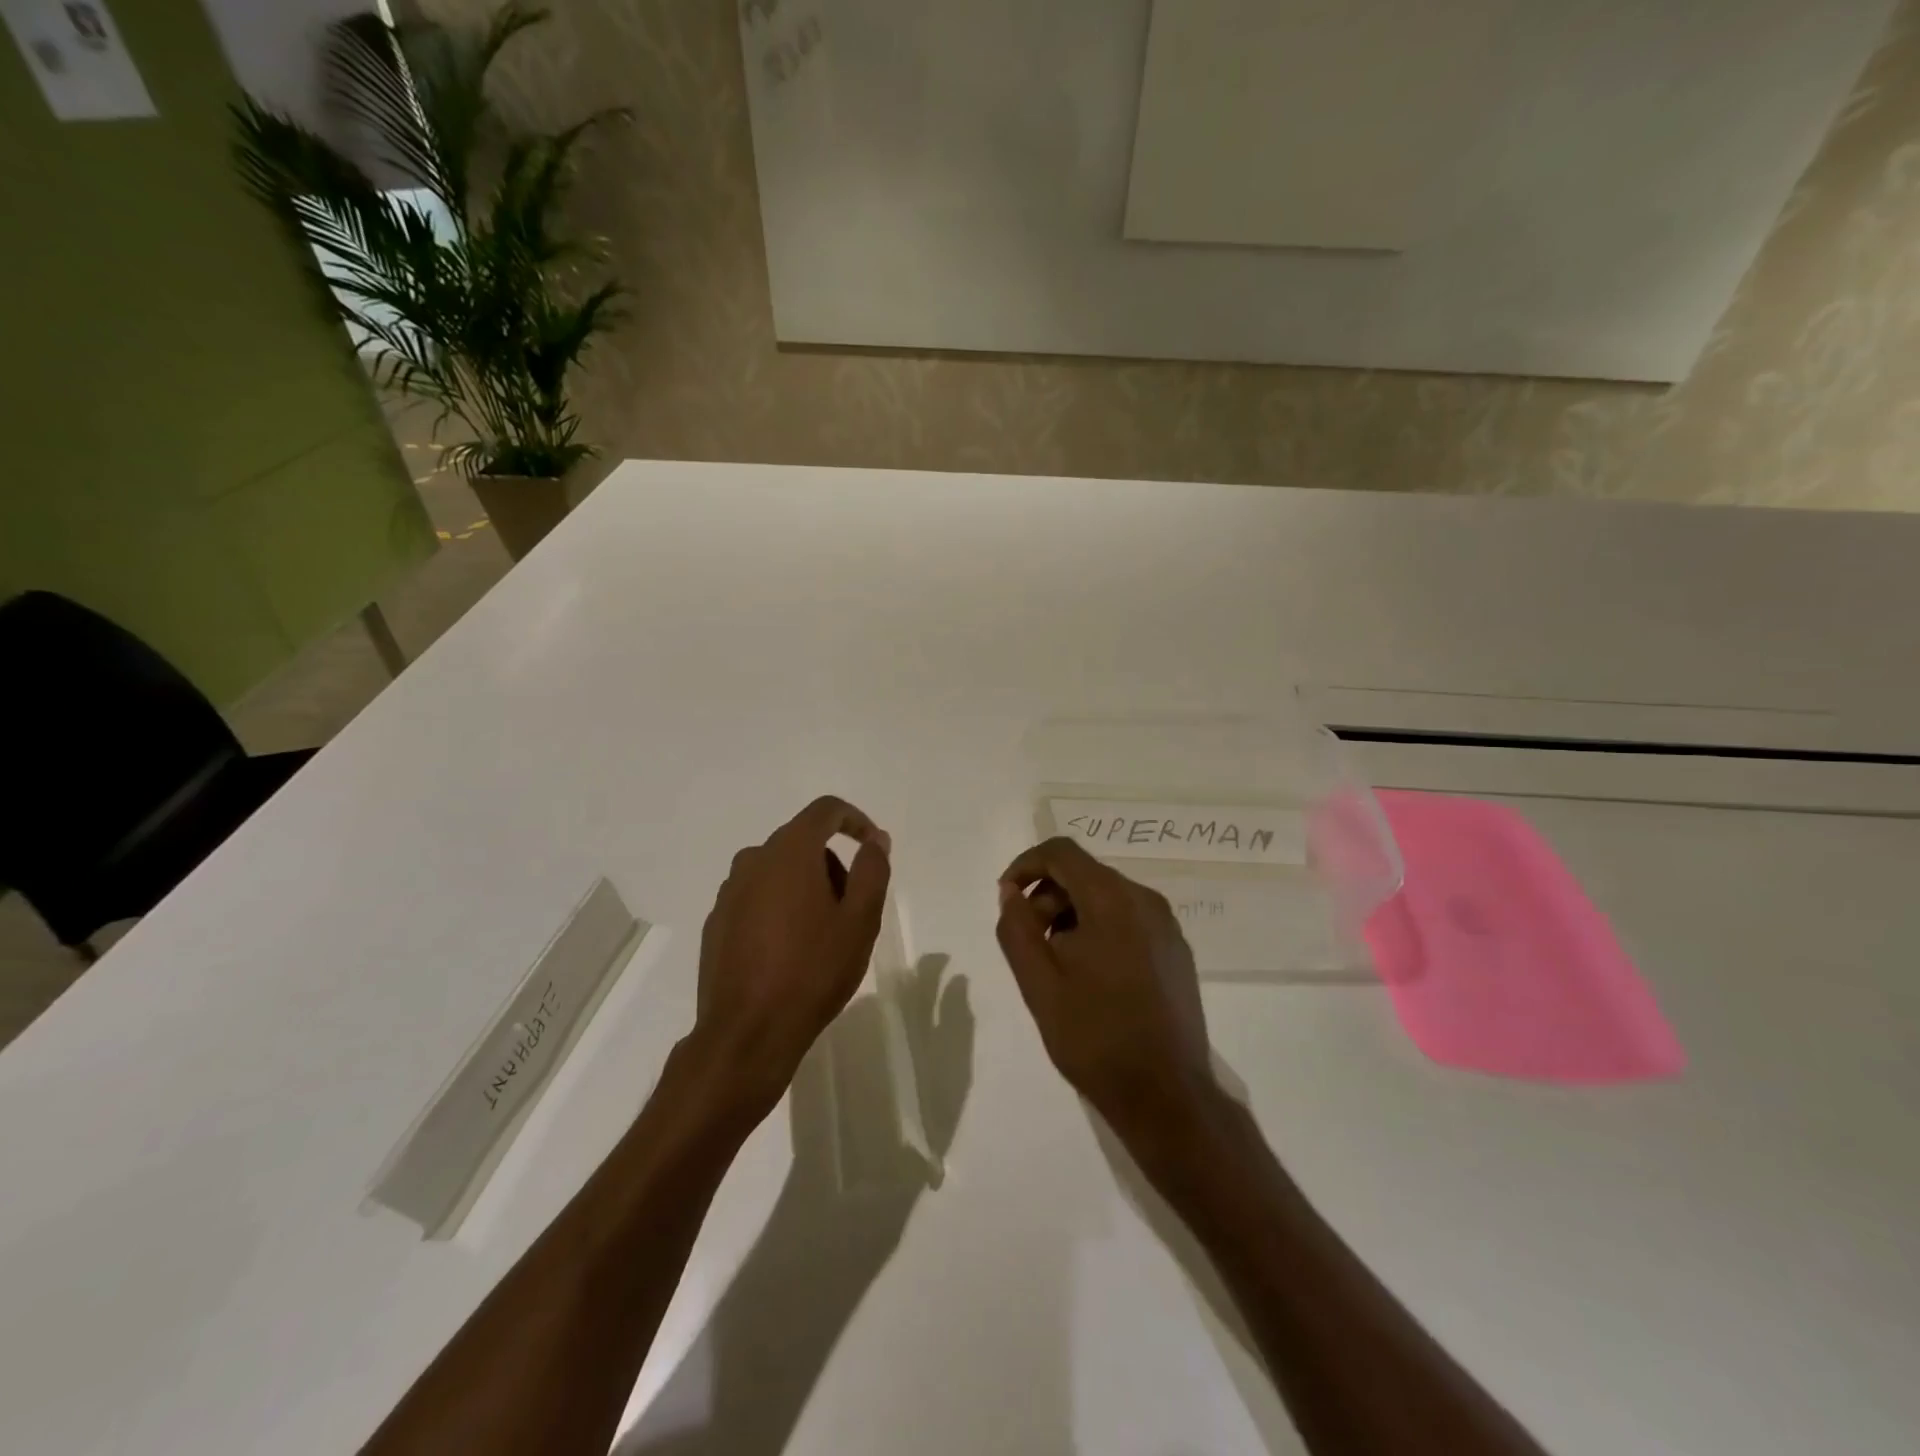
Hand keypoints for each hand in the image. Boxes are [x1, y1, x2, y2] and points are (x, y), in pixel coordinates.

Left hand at [694, 796, 892, 1120]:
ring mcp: (729, 892)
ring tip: (823, 938)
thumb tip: (875, 839)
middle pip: (803, 842)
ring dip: (807, 888)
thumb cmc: (813, 971)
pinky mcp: (717, 922)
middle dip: (833, 865)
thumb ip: (872, 870)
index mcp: (789, 852)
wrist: (747, 1034)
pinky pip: (758, 897)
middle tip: (852, 911)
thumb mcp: (860, 920)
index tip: (874, 847)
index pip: (825, 810)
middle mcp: (753, 860)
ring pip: (779, 871)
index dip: (855, 820)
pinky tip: (790, 953)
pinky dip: (780, 909)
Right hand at [996, 837, 1216, 1151]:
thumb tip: (1011, 893)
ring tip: (1056, 965)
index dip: (1025, 865)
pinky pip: (1128, 920)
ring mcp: (1166, 926)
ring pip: (1106, 897)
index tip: (1006, 900)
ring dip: (1071, 915)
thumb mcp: (1038, 983)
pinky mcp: (1176, 951)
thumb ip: (1017, 928)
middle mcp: (1145, 900)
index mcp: (1112, 900)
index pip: (1061, 852)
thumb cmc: (1094, 1036)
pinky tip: (1090, 977)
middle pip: (1084, 873)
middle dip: (1047, 897)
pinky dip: (1099, 930)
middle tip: (1029, 943)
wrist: (1166, 1095)